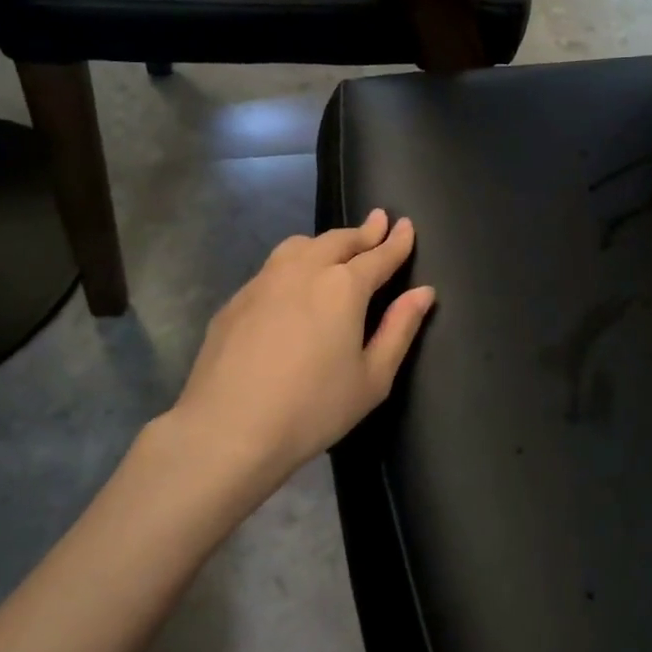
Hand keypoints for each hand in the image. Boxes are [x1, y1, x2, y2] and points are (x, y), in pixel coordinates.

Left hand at [168, 210, 435, 482]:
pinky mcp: (237, 299)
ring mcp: (264, 281)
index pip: (378, 255)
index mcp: (343, 287)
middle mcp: (304, 270)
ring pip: (300, 245)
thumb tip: (423, 292)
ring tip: (337, 246)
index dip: (396, 241)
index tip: (406, 224)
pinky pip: (273, 267)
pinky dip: (294, 262)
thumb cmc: (312, 409)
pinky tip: (293, 281)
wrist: (227, 429)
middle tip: (378, 221)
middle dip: (363, 232)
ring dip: (326, 241)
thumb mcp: (372, 378)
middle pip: (339, 241)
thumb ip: (400, 329)